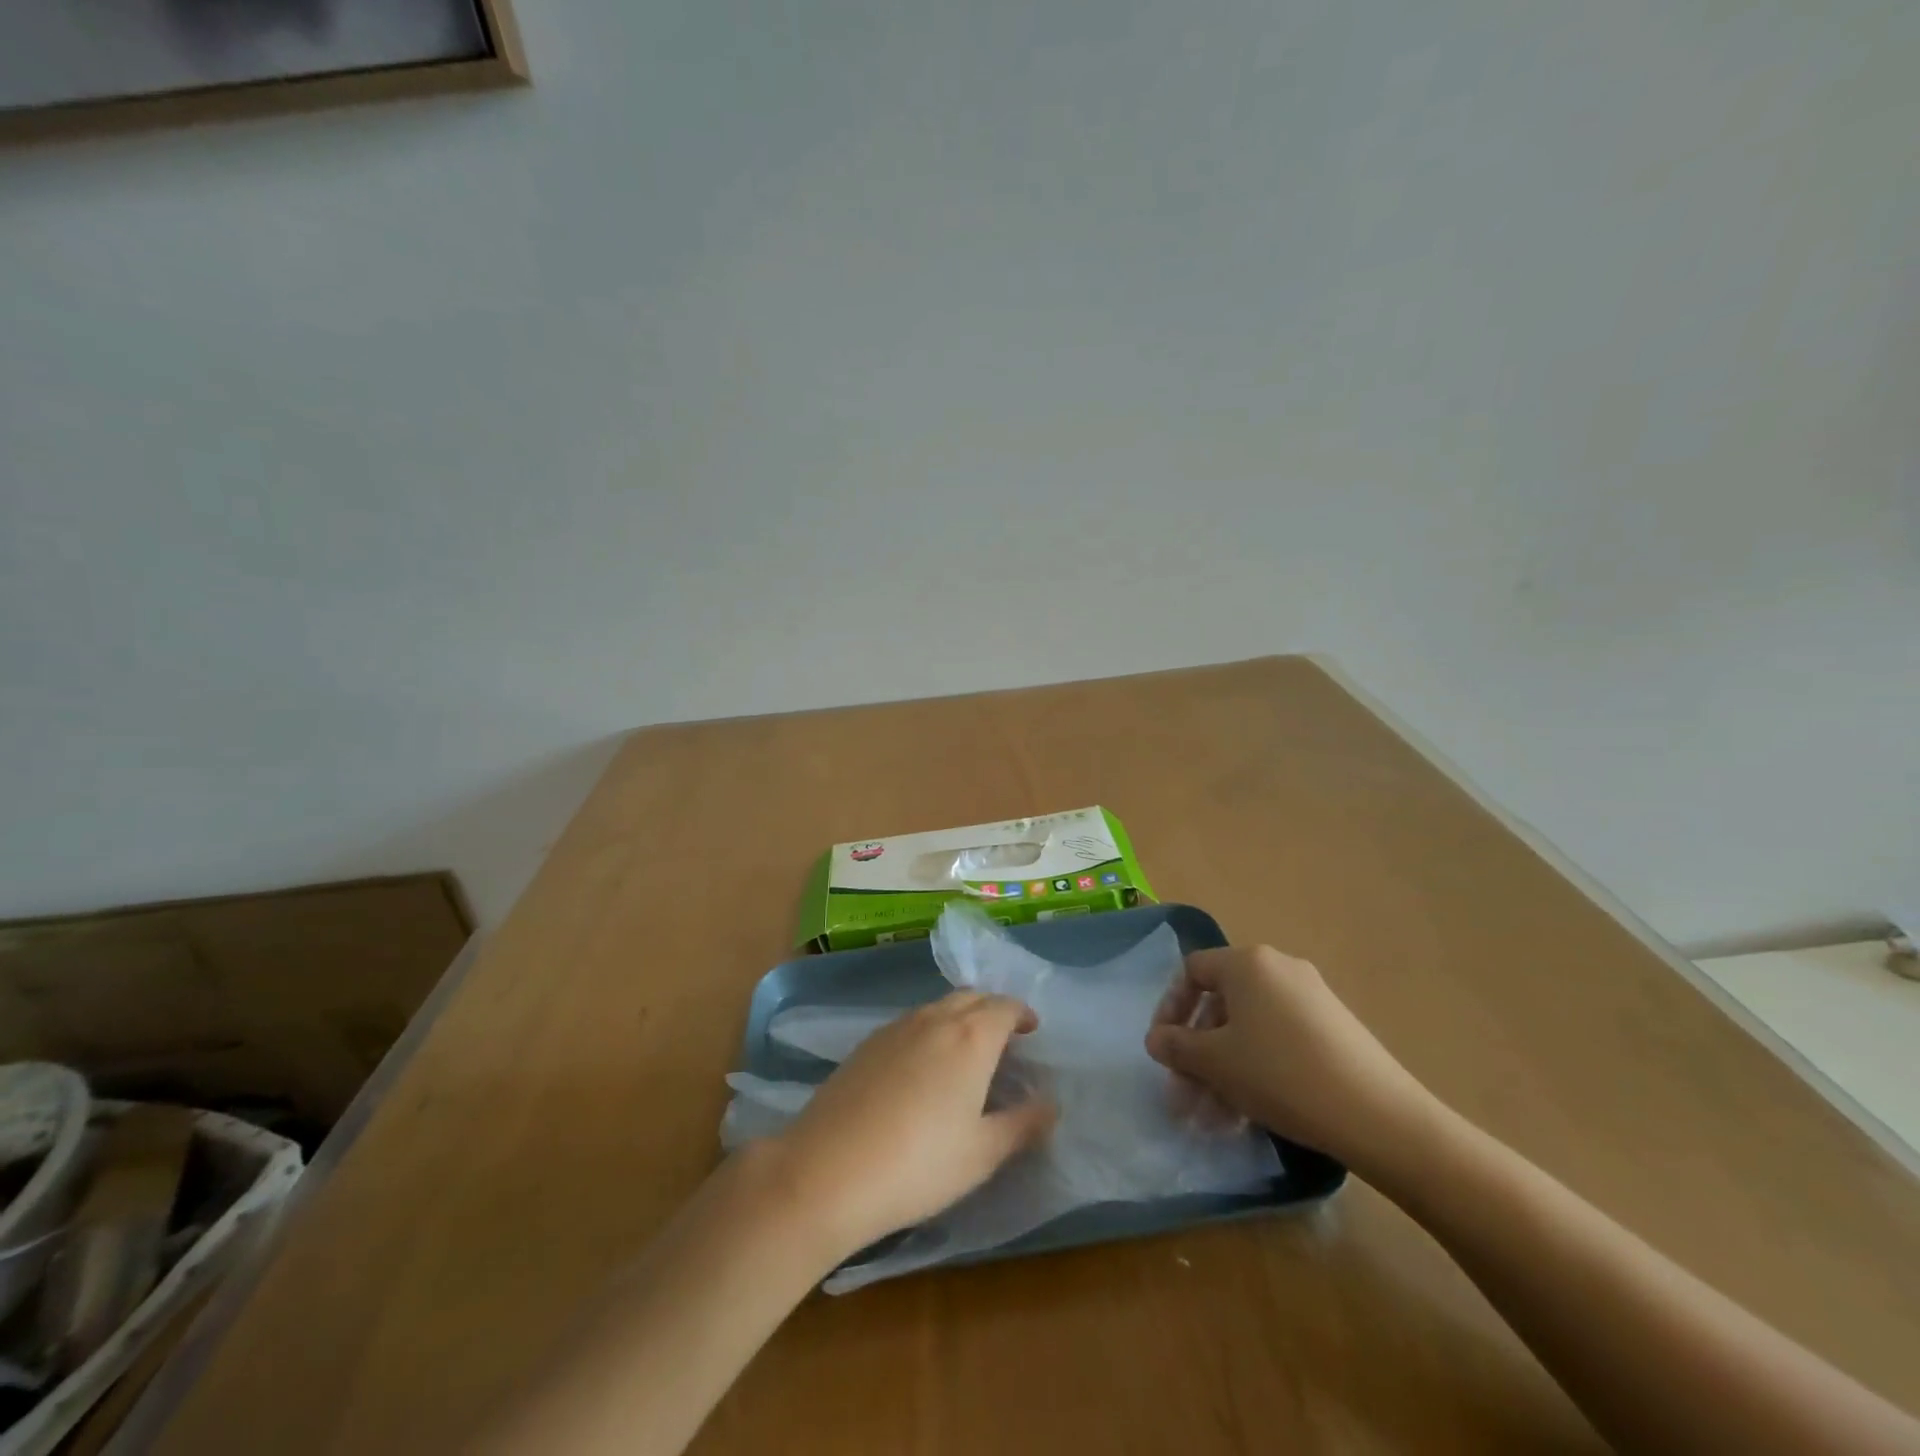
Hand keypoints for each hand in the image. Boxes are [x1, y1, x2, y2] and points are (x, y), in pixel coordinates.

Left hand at [767, 992, 1055, 1260]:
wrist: (827, 1170)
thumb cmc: (919, 1164)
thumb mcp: (982, 1154)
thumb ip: (1022, 1125)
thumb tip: (1051, 1105)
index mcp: (970, 1037)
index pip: (1004, 1006)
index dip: (1021, 1014)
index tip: (1031, 1030)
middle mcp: (934, 1019)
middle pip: (971, 998)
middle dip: (992, 1010)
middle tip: (1004, 1039)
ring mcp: (895, 1028)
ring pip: (938, 1007)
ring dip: (959, 1018)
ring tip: (966, 1053)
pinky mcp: (866, 1044)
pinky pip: (910, 1023)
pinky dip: (929, 1030)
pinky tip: (922, 1068)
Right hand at [1145, 946, 1439, 1175]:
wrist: (1379, 1117)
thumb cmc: (1280, 1075)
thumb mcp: (1215, 1062)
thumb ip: (1176, 1046)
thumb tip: (1156, 1039)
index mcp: (1248, 963)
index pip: (1192, 971)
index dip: (1169, 1009)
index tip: (1163, 1050)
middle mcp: (1279, 969)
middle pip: (1221, 1005)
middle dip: (1197, 1053)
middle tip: (1185, 1097)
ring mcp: (1311, 998)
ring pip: (1249, 1029)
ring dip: (1223, 1070)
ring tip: (1212, 1121)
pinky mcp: (1334, 1029)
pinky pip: (1278, 1040)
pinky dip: (1256, 1069)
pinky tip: (1248, 1114)